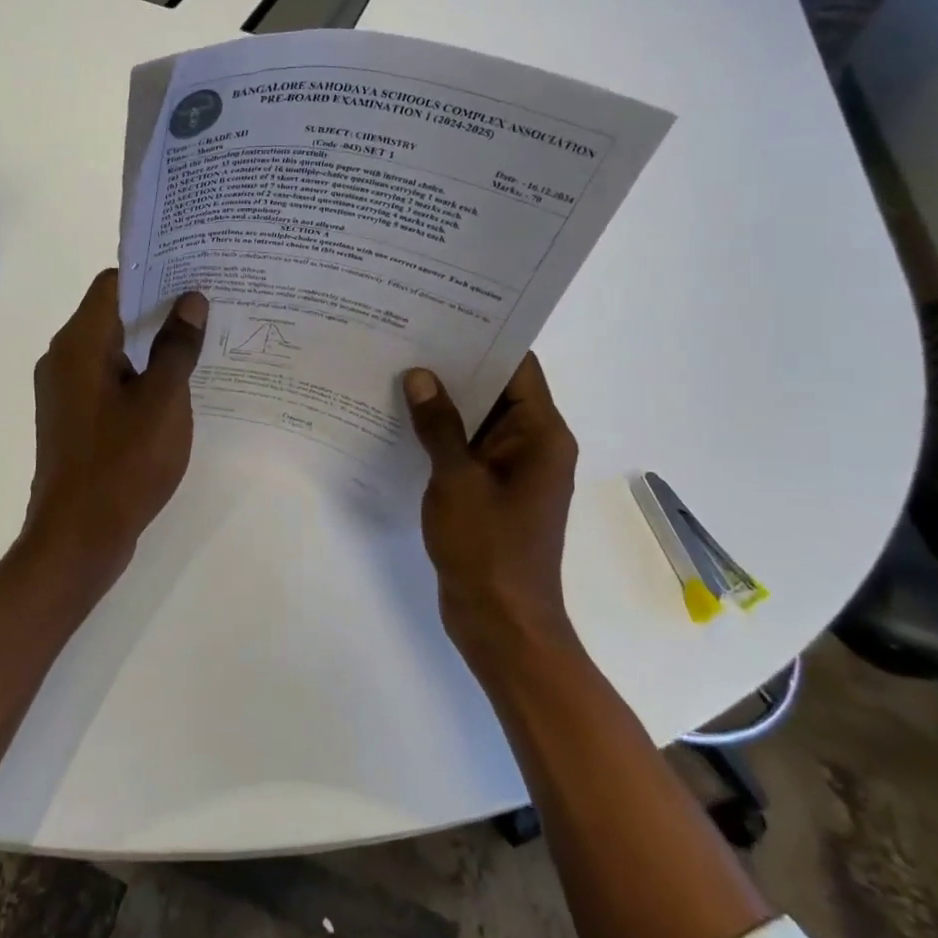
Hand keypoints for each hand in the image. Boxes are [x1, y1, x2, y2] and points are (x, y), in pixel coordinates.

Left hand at [24, 270, 207, 581]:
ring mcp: (65, 391)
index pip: (114, 283)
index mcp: (79, 343)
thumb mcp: (163, 401)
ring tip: (200, 341)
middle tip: (208, 305)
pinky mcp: (73, 418)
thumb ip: (177, 347)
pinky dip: (138, 374)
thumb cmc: (122, 463)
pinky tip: (175, 386)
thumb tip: (190, 300)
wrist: (77, 539)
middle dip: (159, 307)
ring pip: (112, 349)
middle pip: (113, 313)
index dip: (154, 272)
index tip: (194, 272)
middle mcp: (63, 358)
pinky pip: (108, 379)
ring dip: (151, 343)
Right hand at [402, 354, 579, 670]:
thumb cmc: (488, 549)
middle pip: (496, 388)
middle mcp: (532, 444)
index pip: (518, 366)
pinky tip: (401, 418)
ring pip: (478, 418)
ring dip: (444, 400)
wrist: (501, 624)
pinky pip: (466, 448)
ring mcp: (511, 469)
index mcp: (541, 434)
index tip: (441, 313)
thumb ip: (439, 425)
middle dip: (454, 365)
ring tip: (396, 368)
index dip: (484, 336)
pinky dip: (440, 433)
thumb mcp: (458, 481)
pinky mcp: (490, 490)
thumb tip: (421, 376)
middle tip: (406, 335)